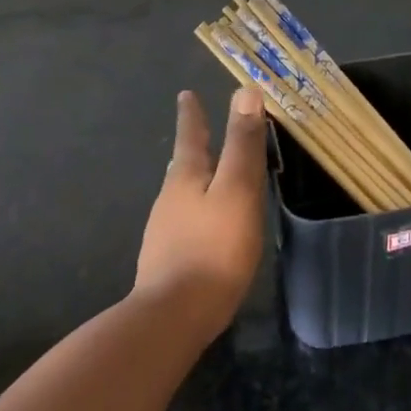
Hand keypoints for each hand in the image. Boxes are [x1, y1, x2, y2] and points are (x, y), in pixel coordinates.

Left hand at [134, 88, 267, 338]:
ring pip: (183, 194)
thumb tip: (245, 92)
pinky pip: (186, 222)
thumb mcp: (237, 190)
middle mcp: (170, 199)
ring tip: (207, 174)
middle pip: (184, 164)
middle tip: (198, 131)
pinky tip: (206, 226)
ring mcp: (164, 232)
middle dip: (193, 146)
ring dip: (196, 179)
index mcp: (186, 177)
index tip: (186, 94)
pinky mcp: (167, 261)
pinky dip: (197, 211)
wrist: (173, 319)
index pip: (191, 135)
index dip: (192, 114)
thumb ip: (242, 144)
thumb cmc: (213, 248)